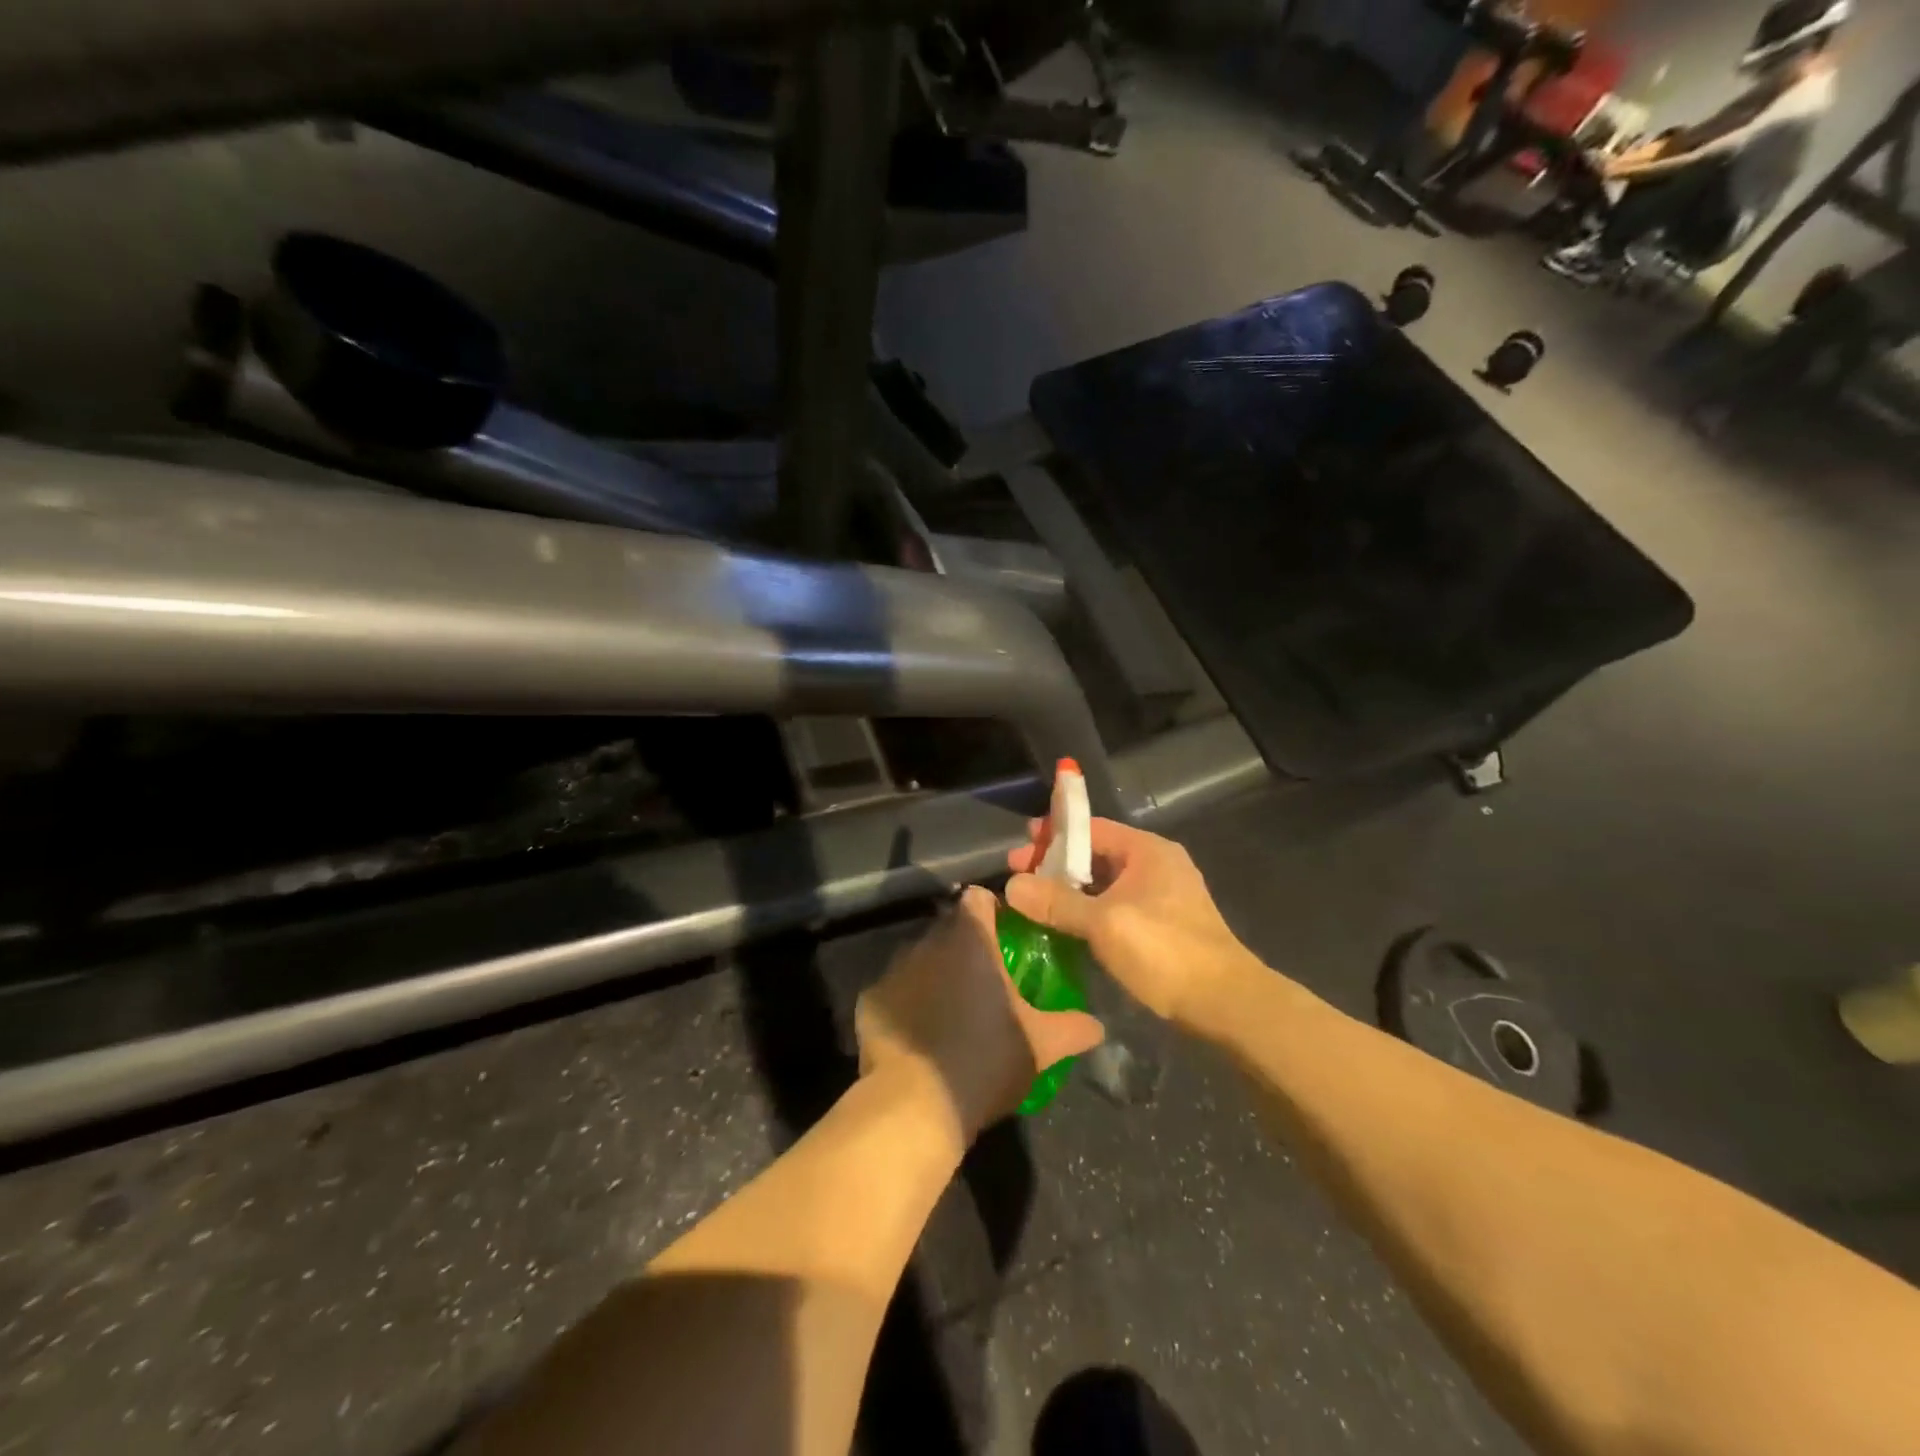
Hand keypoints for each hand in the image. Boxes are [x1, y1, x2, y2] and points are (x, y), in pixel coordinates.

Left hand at [855, 887, 1104, 1144]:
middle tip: (987, 979)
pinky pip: (896, 990)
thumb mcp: (1042, 1046)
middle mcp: (929, 941)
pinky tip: (920, 1034)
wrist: (916, 1105)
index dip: (994, 910)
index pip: (980, 898)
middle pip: (950, 927)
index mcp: (971, 939)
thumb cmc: (986, 1059)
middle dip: (967, 945)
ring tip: (953, 1009)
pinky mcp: (870, 998)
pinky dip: (908, 1003)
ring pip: (921, 957)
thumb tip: (1099, 1026)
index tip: (1008, 934)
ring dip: (936, 972)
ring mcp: (895, 968)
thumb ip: (1073, 1028)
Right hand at [1006, 820, 1257, 1025]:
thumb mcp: (1104, 923)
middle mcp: (1156, 866)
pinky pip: (1116, 908)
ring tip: (1035, 906)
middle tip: (1019, 881)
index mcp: (1147, 851)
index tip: (1020, 849)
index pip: (1091, 828)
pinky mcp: (1163, 926)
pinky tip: (1065, 929)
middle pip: (1096, 856)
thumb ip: (1057, 902)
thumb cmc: (1165, 951)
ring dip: (1070, 893)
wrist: (1225, 1003)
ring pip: (1105, 885)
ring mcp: (1162, 897)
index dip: (1052, 836)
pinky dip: (1089, 913)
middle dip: (1056, 867)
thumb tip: (1012, 886)